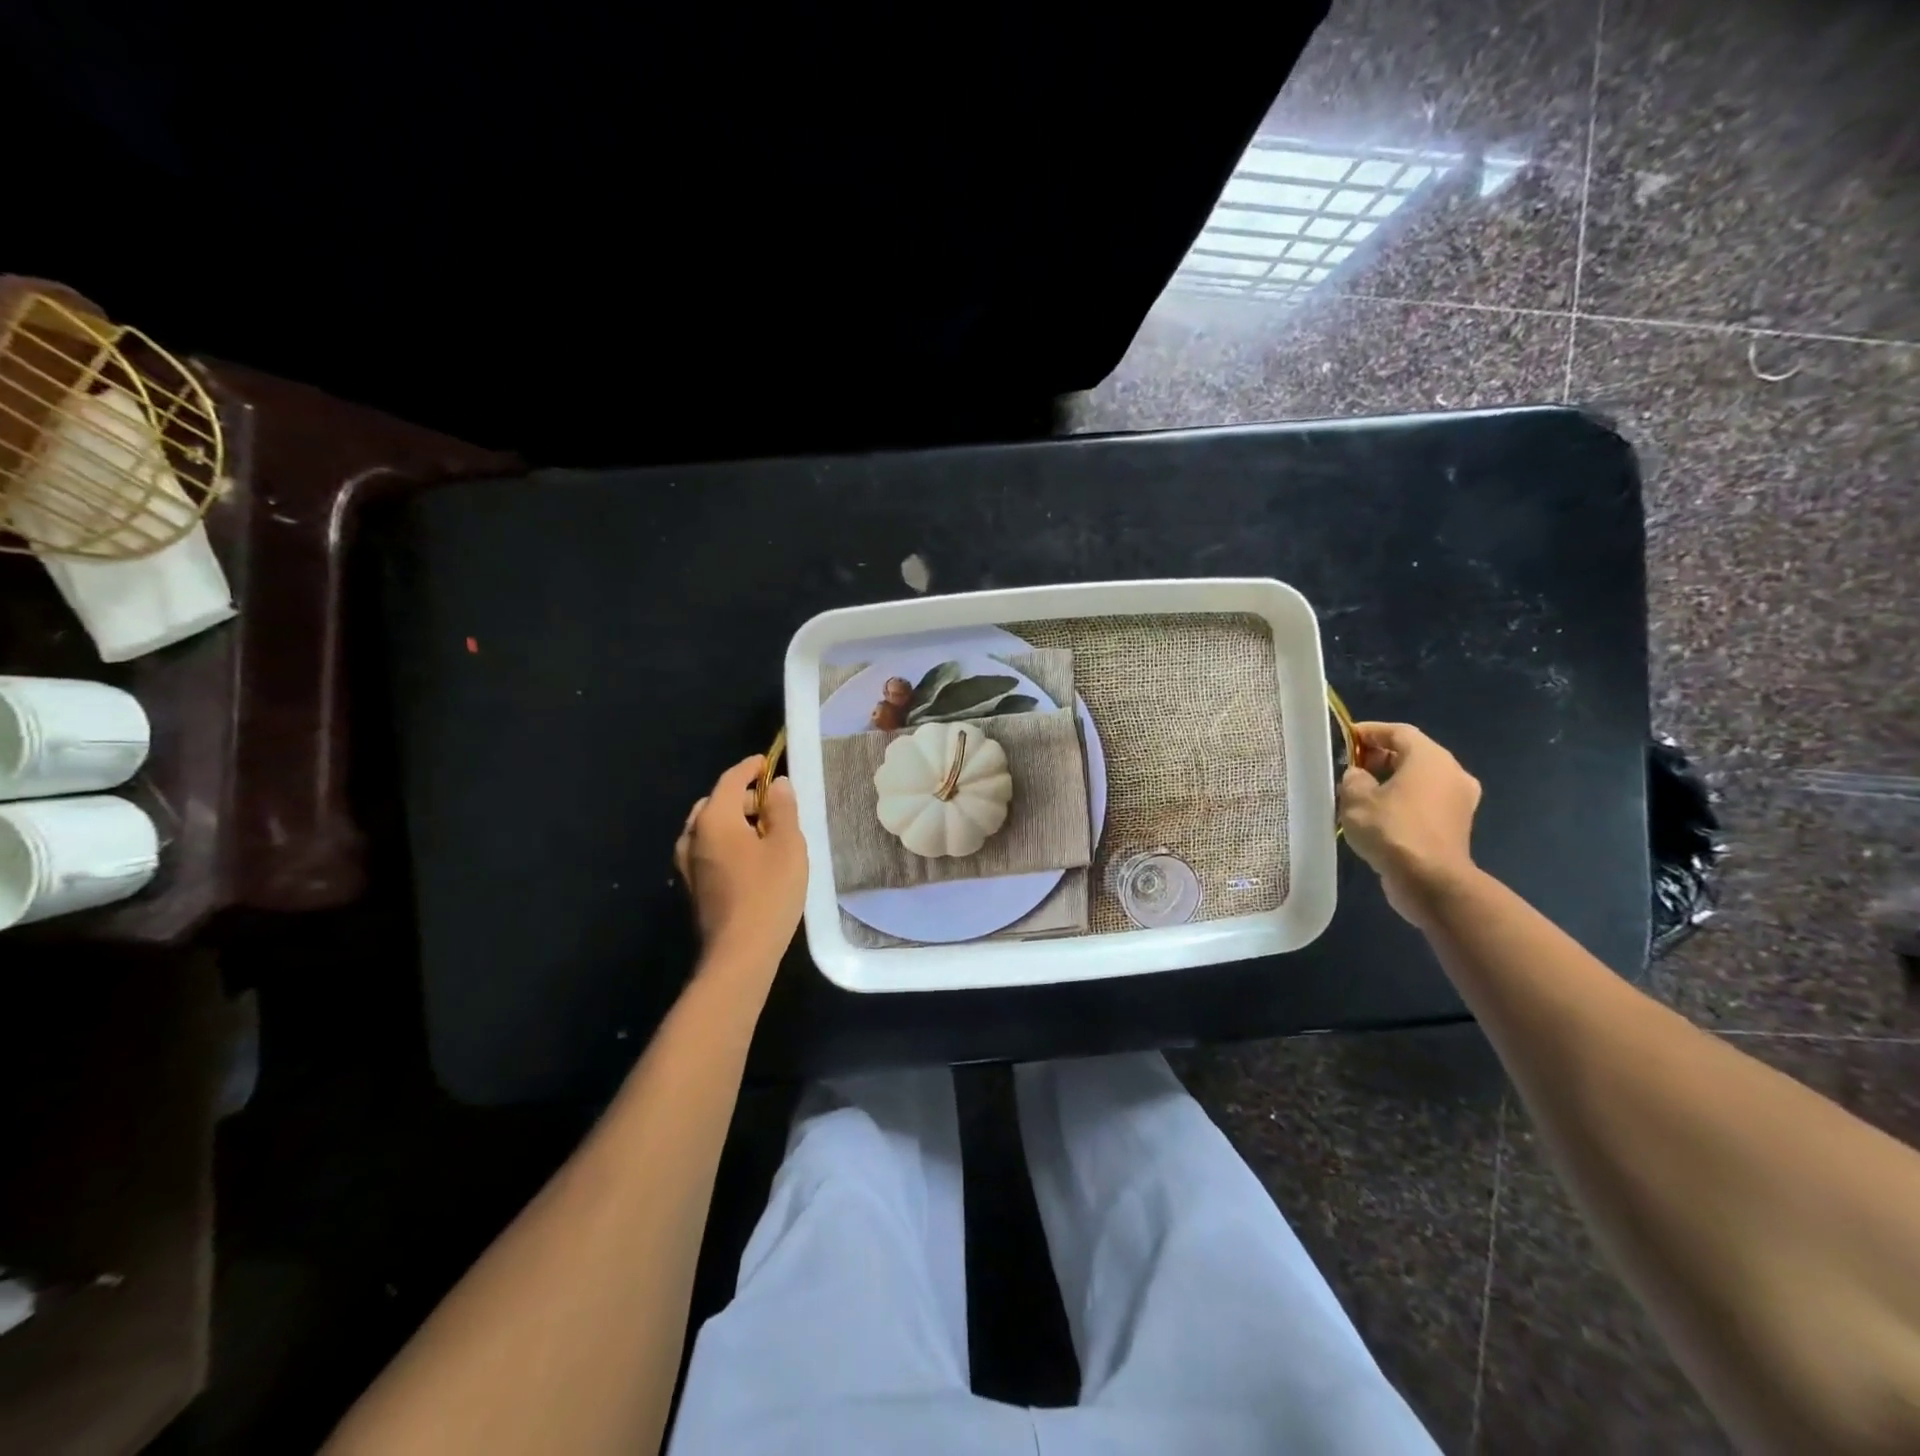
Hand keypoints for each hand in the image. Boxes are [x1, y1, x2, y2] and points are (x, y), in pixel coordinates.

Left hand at [674, 756, 808, 972]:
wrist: (739, 954)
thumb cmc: (768, 893)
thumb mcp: (788, 845)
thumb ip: (783, 809)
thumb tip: (777, 784)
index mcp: (714, 819)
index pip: (730, 780)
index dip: (750, 768)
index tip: (767, 762)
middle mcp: (692, 835)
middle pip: (716, 803)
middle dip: (743, 797)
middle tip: (773, 803)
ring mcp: (687, 863)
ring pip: (708, 827)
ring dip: (734, 821)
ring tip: (765, 831)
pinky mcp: (693, 886)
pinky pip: (707, 849)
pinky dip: (726, 842)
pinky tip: (749, 858)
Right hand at [1338, 722, 1481, 927]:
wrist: (1430, 880)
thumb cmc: (1392, 830)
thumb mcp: (1356, 798)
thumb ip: (1353, 778)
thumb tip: (1359, 776)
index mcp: (1430, 758)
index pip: (1398, 732)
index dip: (1370, 731)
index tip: (1345, 738)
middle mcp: (1452, 772)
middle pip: (1412, 753)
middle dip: (1379, 757)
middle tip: (1350, 767)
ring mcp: (1459, 800)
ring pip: (1420, 779)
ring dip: (1391, 780)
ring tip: (1360, 793)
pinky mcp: (1457, 824)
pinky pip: (1426, 800)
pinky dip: (1404, 800)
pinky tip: (1380, 815)